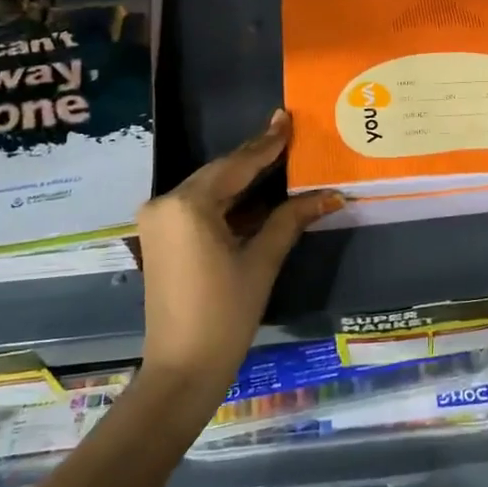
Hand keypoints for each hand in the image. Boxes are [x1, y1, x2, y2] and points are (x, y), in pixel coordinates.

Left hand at [136, 109, 342, 398]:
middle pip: (220, 173)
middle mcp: (165, 203)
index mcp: (188, 205)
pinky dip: (227, 201)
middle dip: (254, 156)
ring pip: (208, 188)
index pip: (236, 165)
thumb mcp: (261, 261)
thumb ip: (290, 219)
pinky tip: (255, 192)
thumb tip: (329, 194)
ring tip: (277, 156)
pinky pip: (198, 206)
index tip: (287, 118)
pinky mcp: (159, 236)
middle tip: (285, 132)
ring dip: (242, 178)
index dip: (266, 143)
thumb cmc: (226, 315)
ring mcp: (158, 220)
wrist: (182, 368)